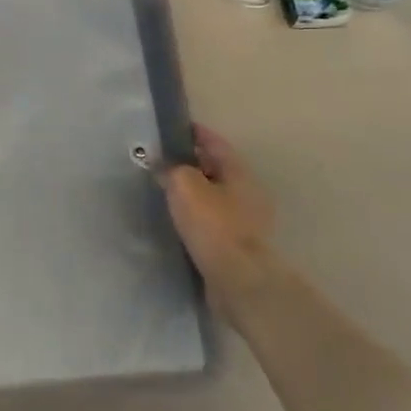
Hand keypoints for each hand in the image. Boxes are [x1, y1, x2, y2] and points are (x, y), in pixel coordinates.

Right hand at [161, 125, 281, 321]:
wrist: (238, 280)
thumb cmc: (213, 224)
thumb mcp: (185, 185)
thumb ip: (171, 169)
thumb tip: (163, 165)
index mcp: (239, 172)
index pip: (215, 142)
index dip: (195, 133)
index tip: (173, 130)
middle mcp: (247, 192)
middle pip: (216, 169)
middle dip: (192, 164)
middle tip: (163, 162)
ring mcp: (245, 221)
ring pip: (214, 197)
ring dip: (193, 193)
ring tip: (166, 192)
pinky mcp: (237, 246)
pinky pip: (213, 222)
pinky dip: (197, 217)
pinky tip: (178, 222)